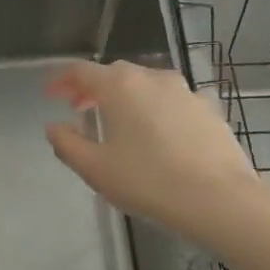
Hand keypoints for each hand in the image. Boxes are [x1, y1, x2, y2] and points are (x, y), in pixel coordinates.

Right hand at [45, 60, 269, 242]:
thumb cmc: (148, 181)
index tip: (50, 94)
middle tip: (79, 108)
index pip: (81, 71)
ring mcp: (185, 91)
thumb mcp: (95, 169)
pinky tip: (156, 136)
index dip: (61, 80)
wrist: (220, 199)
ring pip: (146, 85)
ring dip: (125, 98)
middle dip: (92, 88)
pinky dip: (154, 110)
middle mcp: (152, 78)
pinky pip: (171, 102)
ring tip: (118, 122)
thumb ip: (67, 144)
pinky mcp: (208, 110)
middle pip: (115, 74)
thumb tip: (54, 127)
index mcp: (120, 86)